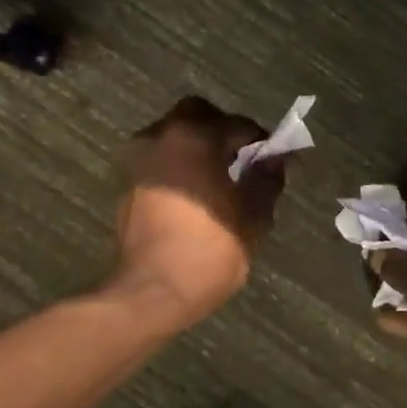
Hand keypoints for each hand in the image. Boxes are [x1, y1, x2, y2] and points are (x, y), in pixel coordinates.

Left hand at [111, 96, 289, 326]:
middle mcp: (161, 136)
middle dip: (224, 132)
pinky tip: (197, 193)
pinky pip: (160, 158)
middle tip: (245, 161)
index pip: (240, 125)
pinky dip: (180, 165)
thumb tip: (279, 157)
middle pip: (199, 115)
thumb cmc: (210, 250)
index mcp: (195, 137)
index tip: (279, 162)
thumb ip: (268, 177)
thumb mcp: (254, 215)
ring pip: (174, 134)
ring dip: (199, 146)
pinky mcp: (127, 182)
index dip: (264, 142)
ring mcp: (138, 158)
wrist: (153, 291)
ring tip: (221, 179)